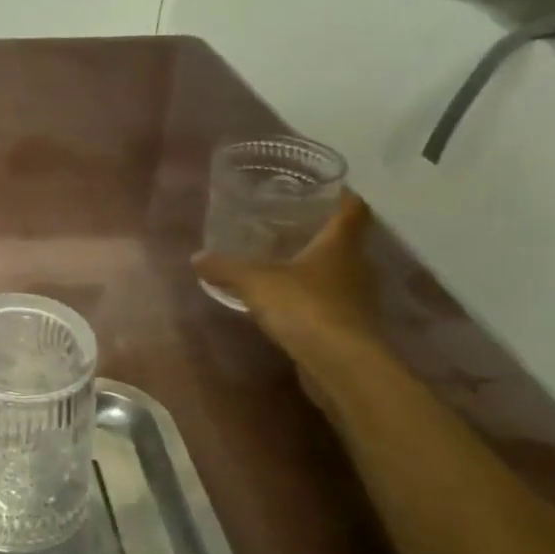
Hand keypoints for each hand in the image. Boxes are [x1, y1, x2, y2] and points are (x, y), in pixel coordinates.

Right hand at [194, 193, 380, 356]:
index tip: (325, 188)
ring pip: (338, 275)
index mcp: (340, 245)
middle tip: (290, 225)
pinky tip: (287, 303)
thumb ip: (225, 267)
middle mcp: (356, 268)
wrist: (340, 365)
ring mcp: (357, 301)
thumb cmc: (304, 306)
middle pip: (346, 243)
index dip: (343, 196)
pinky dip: (312, 299)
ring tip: (283, 263)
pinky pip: (331, 304)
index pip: (353, 210)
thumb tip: (196, 258)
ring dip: (316, 269)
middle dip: (322, 233)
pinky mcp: (351, 329)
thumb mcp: (255, 281)